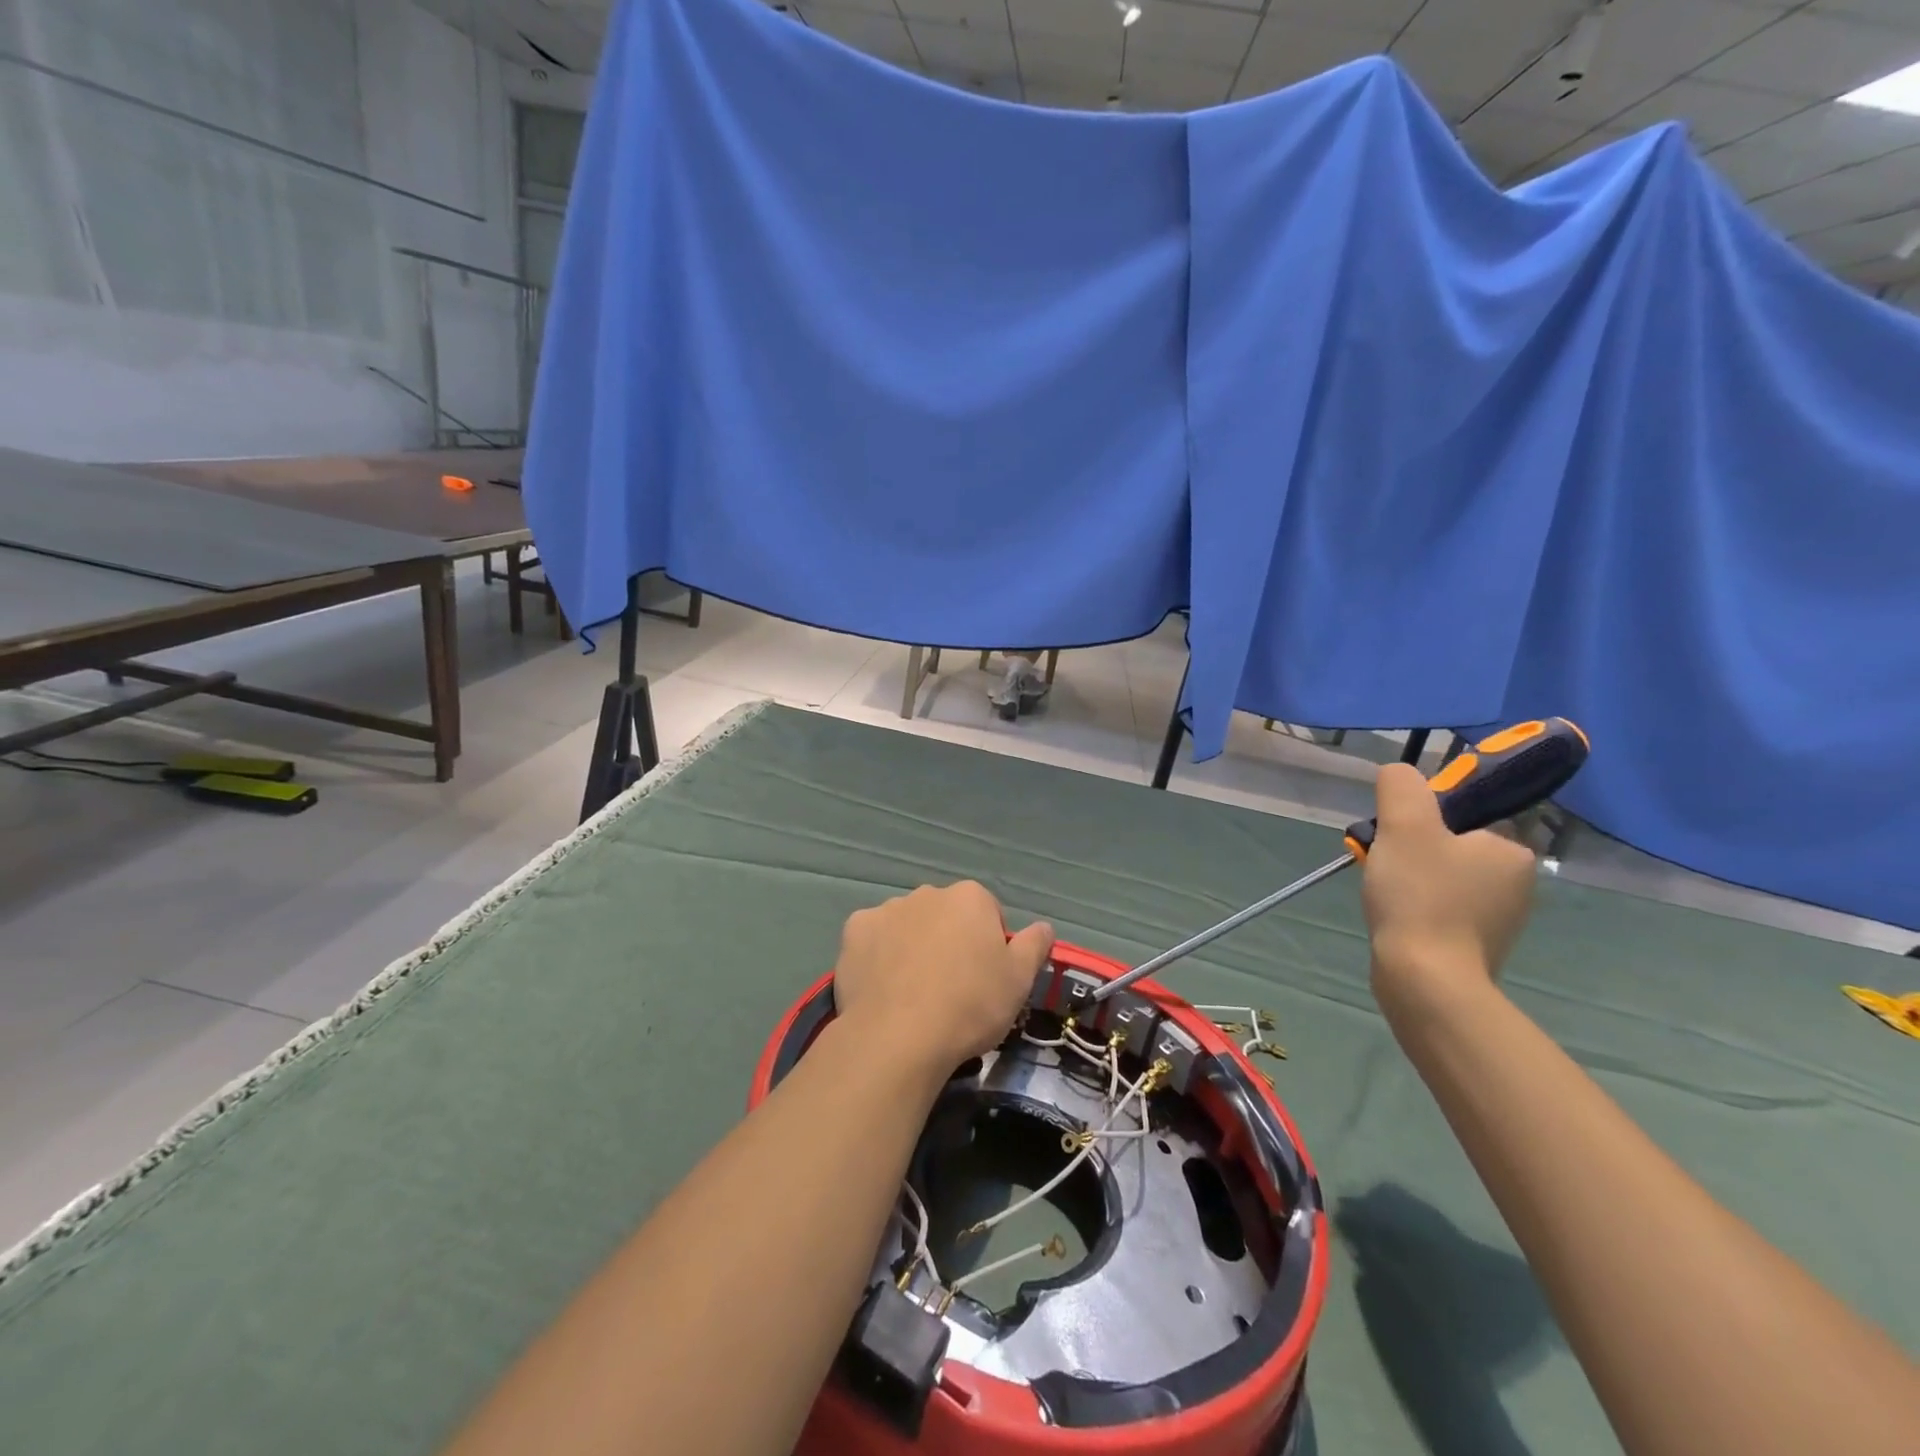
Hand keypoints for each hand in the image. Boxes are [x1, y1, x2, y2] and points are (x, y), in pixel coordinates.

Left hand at [832, 882, 1054, 1076]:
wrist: (899, 1036)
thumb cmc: (970, 1005)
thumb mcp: (1019, 980)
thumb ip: (1034, 945)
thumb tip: (1044, 926)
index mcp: (970, 897)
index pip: (987, 913)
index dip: (989, 946)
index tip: (986, 979)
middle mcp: (927, 893)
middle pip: (945, 916)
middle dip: (949, 941)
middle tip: (951, 987)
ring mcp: (887, 909)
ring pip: (907, 925)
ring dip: (913, 946)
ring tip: (913, 993)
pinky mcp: (854, 931)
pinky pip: (873, 939)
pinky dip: (878, 955)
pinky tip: (883, 987)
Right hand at [1361, 762, 1537, 1018]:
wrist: (1426, 981)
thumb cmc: (1421, 896)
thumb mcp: (1406, 825)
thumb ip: (1402, 788)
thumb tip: (1399, 773)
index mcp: (1512, 851)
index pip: (1467, 815)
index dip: (1426, 817)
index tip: (1398, 833)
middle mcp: (1517, 884)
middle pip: (1452, 846)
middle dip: (1414, 849)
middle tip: (1384, 861)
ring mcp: (1500, 920)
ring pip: (1444, 878)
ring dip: (1412, 878)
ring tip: (1384, 891)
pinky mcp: (1477, 947)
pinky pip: (1443, 909)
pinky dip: (1418, 907)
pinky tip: (1397, 916)